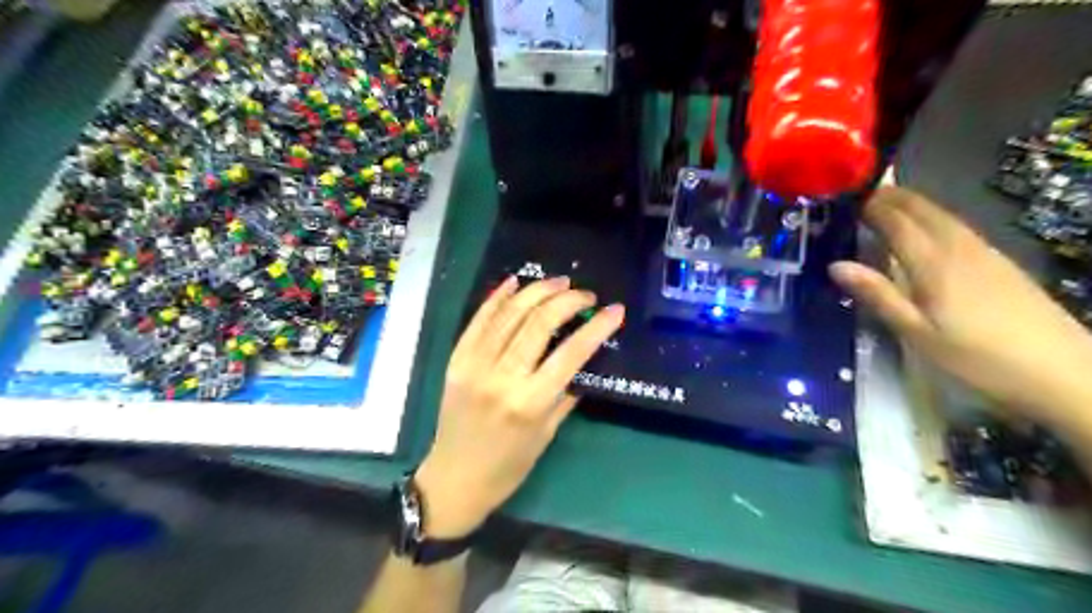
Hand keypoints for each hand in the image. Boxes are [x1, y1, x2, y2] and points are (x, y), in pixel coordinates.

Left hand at [416, 274, 628, 536]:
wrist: (454, 479)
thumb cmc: (509, 465)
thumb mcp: (547, 433)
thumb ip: (566, 392)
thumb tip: (584, 357)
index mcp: (530, 402)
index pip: (571, 353)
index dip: (597, 326)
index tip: (615, 310)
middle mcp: (502, 378)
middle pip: (539, 323)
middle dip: (568, 300)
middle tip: (585, 295)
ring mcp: (474, 365)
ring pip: (509, 314)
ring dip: (537, 291)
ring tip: (559, 282)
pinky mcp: (457, 360)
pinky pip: (479, 320)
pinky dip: (498, 297)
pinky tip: (515, 282)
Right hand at [833, 187, 1091, 426]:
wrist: (1061, 370)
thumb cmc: (977, 356)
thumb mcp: (917, 332)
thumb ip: (878, 295)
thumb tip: (836, 265)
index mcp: (934, 263)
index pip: (896, 222)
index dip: (870, 207)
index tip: (843, 201)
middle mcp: (958, 247)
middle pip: (922, 209)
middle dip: (890, 196)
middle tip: (859, 195)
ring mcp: (983, 251)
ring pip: (941, 214)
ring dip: (911, 203)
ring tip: (884, 202)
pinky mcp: (998, 261)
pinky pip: (956, 226)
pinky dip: (931, 216)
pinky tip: (925, 228)